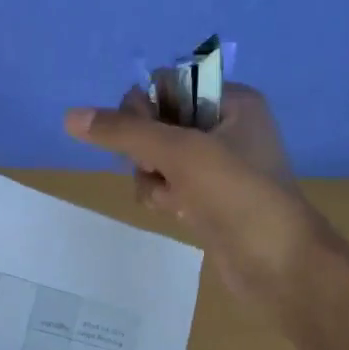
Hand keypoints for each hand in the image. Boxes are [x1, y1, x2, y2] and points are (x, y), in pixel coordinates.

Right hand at [64, 83, 328, 311]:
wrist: (278, 265)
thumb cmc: (236, 195)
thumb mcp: (178, 153)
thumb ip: (123, 132)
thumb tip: (70, 116)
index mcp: (232, 102)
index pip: (167, 84)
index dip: (145, 107)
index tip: (140, 135)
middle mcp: (226, 127)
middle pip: (156, 122)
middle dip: (146, 149)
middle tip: (157, 169)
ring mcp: (217, 167)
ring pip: (156, 157)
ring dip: (152, 177)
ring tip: (170, 197)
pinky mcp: (208, 199)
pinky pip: (167, 185)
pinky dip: (162, 197)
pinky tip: (174, 213)